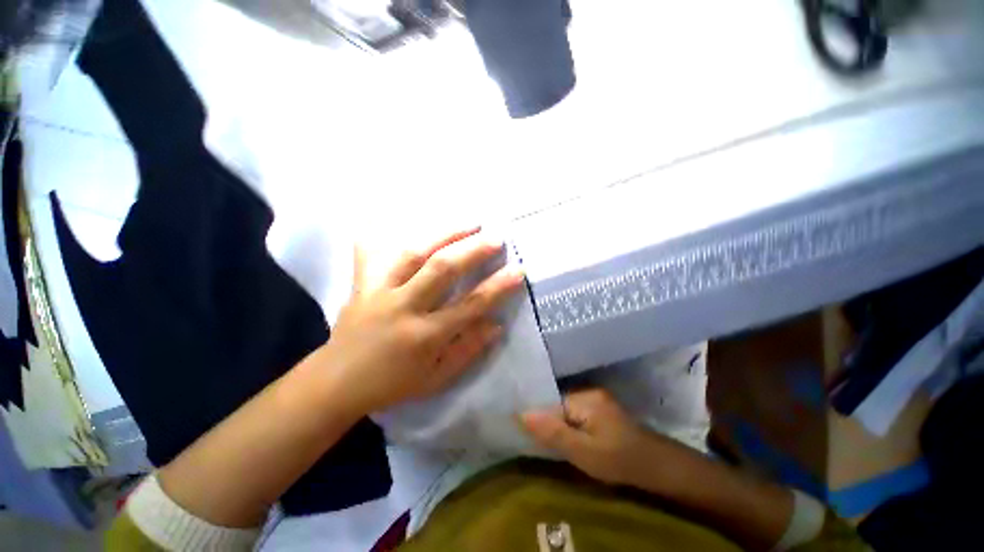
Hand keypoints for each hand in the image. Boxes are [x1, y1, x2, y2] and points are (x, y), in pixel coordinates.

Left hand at [321, 228, 523, 413]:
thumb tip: (495, 324)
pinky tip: (399, 222)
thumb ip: (468, 349)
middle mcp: (403, 307)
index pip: (471, 305)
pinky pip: (373, 254)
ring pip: (414, 254)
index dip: (498, 287)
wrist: (337, 382)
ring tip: (468, 224)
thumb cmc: (392, 384)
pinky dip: (386, 236)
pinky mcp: (362, 285)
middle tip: (495, 237)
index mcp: (425, 335)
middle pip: (442, 270)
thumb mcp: (436, 378)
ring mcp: (379, 292)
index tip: (518, 270)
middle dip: (472, 250)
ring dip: (444, 235)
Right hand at [521, 389, 671, 486]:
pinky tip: (572, 438)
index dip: (539, 417)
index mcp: (584, 397)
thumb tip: (521, 414)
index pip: (550, 401)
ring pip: (567, 409)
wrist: (658, 467)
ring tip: (555, 442)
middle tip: (542, 442)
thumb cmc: (619, 460)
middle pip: (558, 404)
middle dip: (550, 421)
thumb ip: (552, 432)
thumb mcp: (583, 451)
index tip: (528, 432)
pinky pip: (578, 413)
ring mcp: (597, 399)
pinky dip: (571, 425)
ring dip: (561, 424)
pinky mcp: (603, 409)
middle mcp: (589, 391)